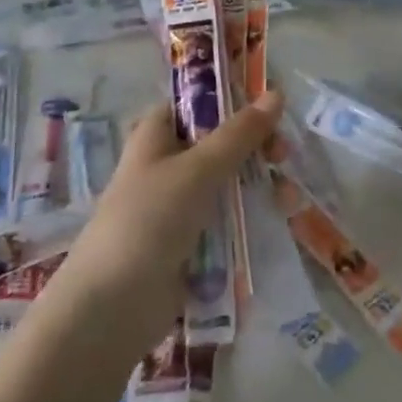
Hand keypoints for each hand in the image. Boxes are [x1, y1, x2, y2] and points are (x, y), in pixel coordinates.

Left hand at [55, 90, 283, 353]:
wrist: (112, 308)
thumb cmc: (148, 220)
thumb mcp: (197, 170)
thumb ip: (239, 134)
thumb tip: (275, 93)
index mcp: (157, 136)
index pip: (198, 104)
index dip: (233, 101)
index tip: (271, 109)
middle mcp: (168, 165)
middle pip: (221, 144)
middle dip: (257, 149)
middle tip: (283, 157)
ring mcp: (179, 206)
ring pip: (230, 185)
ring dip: (261, 187)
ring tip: (290, 201)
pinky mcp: (192, 243)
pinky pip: (229, 221)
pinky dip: (253, 219)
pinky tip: (281, 223)